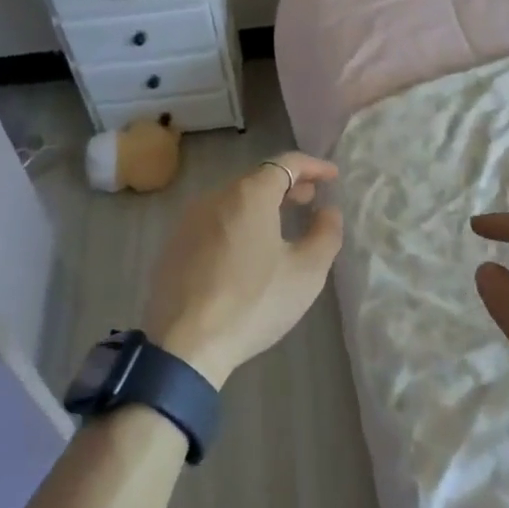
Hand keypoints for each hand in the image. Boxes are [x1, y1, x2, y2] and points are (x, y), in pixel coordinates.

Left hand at [143, 153, 342, 387]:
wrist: (186, 344)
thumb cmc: (255, 302)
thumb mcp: (307, 272)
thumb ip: (325, 233)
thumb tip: (328, 211)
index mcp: (249, 195)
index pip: (286, 163)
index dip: (313, 166)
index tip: (333, 177)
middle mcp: (215, 197)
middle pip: (257, 179)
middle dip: (288, 185)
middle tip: (310, 200)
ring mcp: (189, 221)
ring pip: (233, 201)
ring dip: (261, 205)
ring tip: (282, 225)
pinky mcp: (175, 245)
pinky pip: (214, 222)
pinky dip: (238, 224)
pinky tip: (247, 251)